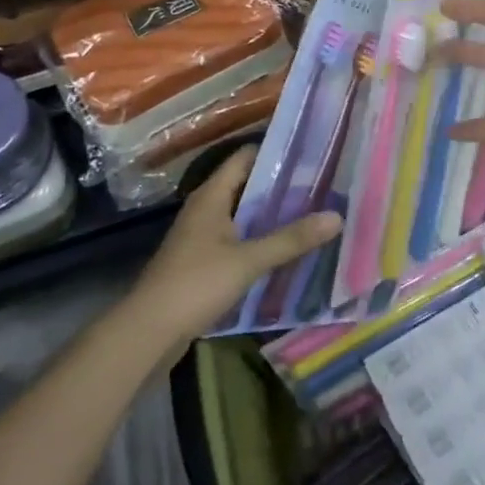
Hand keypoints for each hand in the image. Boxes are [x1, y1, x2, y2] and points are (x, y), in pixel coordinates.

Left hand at [133, 147, 341, 340]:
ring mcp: (201, 236)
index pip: (245, 157)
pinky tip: (284, 249)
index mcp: (211, 195)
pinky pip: (237, 239)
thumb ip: (291, 239)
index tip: (310, 154)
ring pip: (242, 214)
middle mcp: (205, 208)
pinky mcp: (201, 261)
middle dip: (280, 185)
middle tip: (320, 185)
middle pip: (246, 185)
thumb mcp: (248, 260)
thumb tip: (336, 216)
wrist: (147, 332)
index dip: (276, 152)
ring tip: (310, 213)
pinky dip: (259, 239)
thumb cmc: (196, 284)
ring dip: (270, 214)